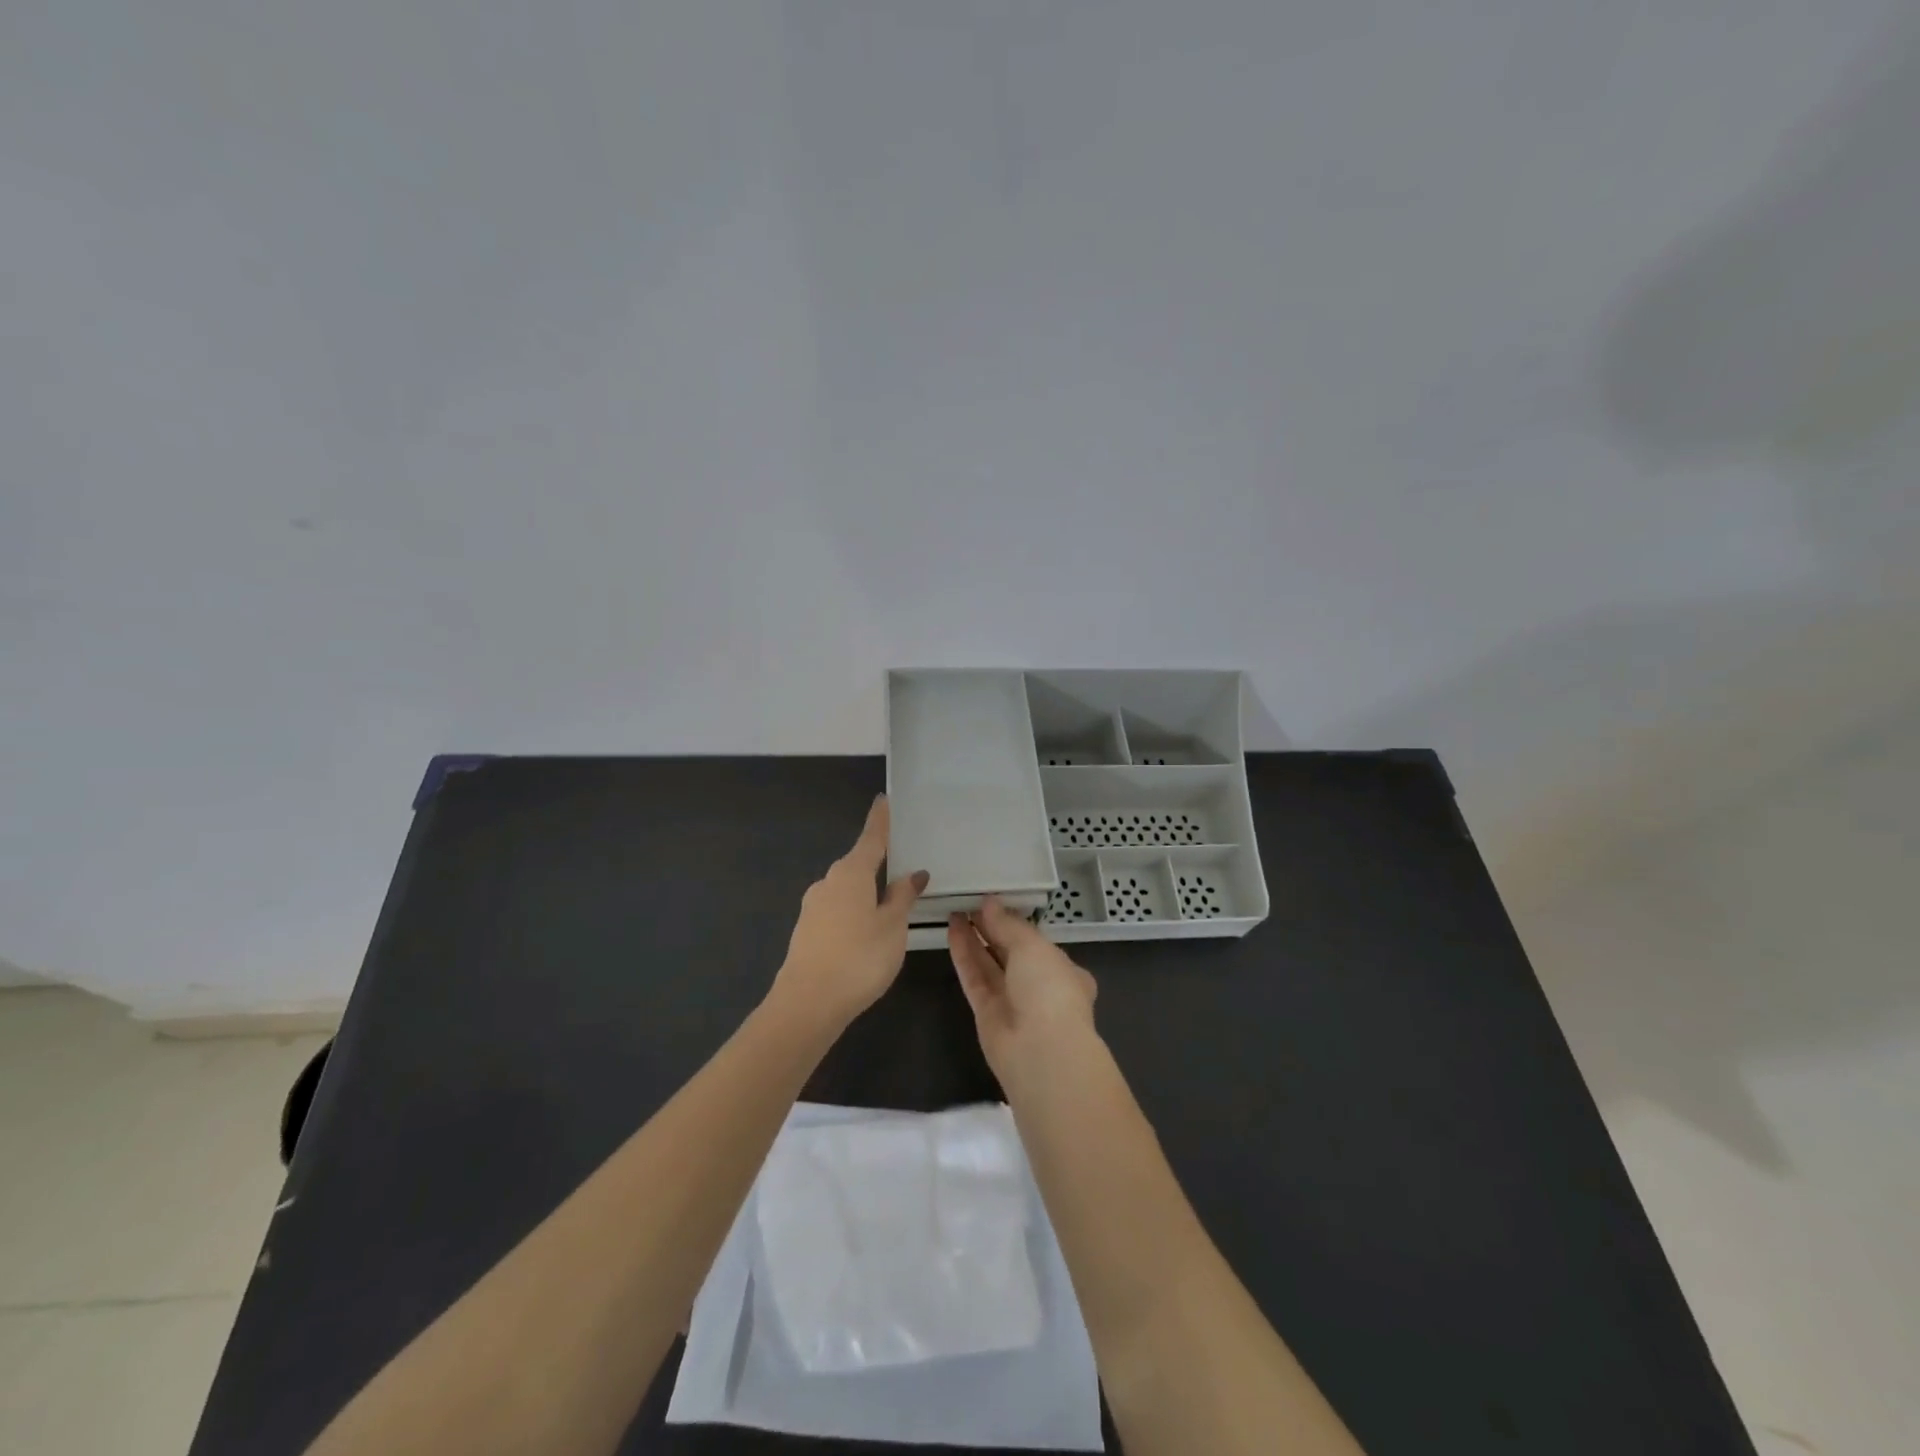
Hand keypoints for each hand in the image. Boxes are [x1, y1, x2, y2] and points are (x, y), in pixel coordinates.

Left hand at [771, 795, 927, 1035]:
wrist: (807, 1004)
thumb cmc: (859, 958)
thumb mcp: (893, 927)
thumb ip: (903, 897)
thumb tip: (914, 874)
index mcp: (851, 873)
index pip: (871, 838)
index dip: (880, 820)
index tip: (883, 800)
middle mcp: (828, 882)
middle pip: (857, 864)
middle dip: (877, 864)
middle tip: (902, 868)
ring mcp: (813, 907)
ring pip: (846, 890)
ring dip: (866, 893)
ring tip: (889, 908)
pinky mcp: (806, 931)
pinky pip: (837, 911)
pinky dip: (854, 913)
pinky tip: (865, 935)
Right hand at [948, 896, 1098, 1089]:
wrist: (1040, 1052)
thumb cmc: (1049, 990)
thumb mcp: (1033, 946)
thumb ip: (1008, 924)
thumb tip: (989, 902)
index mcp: (1063, 970)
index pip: (1037, 942)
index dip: (1016, 922)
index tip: (995, 902)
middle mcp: (1038, 986)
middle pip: (1010, 951)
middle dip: (992, 927)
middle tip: (969, 900)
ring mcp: (1012, 1001)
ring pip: (989, 963)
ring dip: (974, 937)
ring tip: (956, 909)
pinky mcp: (986, 1013)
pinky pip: (974, 977)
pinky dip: (964, 954)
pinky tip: (952, 929)